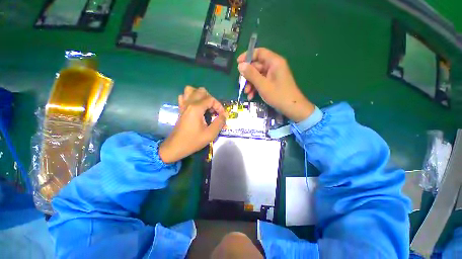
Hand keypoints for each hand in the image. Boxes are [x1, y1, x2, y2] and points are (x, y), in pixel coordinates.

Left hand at [159, 86, 226, 163]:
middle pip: (201, 91)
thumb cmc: (193, 141)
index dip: (219, 106)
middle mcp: (189, 103)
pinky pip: (184, 97)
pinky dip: (191, 98)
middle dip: (211, 99)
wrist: (175, 147)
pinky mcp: (180, 109)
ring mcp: (183, 105)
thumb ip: (220, 122)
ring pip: (191, 90)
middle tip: (214, 110)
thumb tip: (224, 115)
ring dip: (200, 96)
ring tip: (205, 106)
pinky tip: (196, 107)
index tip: (222, 115)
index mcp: (196, 108)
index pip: (211, 99)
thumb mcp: (210, 134)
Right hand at [237, 48, 314, 121]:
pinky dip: (256, 88)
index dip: (247, 56)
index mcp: (274, 62)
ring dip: (251, 84)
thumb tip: (240, 65)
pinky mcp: (273, 83)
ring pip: (258, 75)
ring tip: (246, 93)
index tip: (238, 63)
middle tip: (241, 84)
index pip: (259, 52)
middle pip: (257, 66)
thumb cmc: (278, 95)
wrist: (292, 108)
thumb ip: (251, 74)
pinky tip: (251, 96)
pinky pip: (262, 82)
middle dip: (248, 76)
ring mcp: (274, 75)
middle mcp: (274, 66)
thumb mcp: (263, 85)